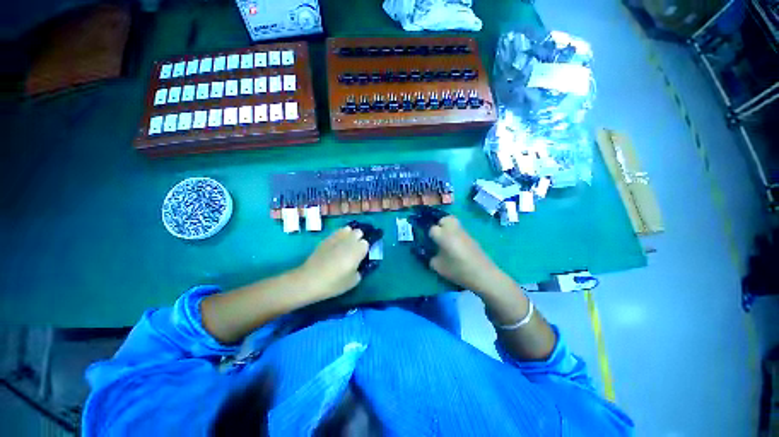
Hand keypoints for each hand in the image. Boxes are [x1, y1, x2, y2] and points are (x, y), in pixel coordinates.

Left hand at [294, 226, 368, 301]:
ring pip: (347, 229)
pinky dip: (338, 237)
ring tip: (345, 245)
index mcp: (358, 249)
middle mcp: (349, 240)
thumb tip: (357, 266)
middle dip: (358, 239)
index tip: (360, 257)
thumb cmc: (334, 282)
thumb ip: (359, 270)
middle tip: (354, 250)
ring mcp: (337, 237)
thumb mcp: (353, 281)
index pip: (366, 243)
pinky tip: (334, 246)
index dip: (363, 250)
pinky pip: (336, 233)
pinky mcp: (326, 238)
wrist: (310, 280)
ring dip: (348, 235)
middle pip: (358, 232)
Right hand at [428, 216, 509, 294]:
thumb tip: (433, 254)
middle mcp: (454, 230)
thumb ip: (432, 258)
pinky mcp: (472, 238)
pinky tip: (457, 247)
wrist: (483, 274)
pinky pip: (461, 231)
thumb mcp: (439, 267)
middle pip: (445, 219)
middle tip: (439, 236)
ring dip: (449, 229)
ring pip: (454, 223)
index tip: (431, 244)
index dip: (430, 236)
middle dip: (440, 225)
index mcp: (444, 235)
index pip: (432, 229)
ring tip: (447, 241)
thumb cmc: (458, 270)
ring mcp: (464, 233)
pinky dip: (456, 235)